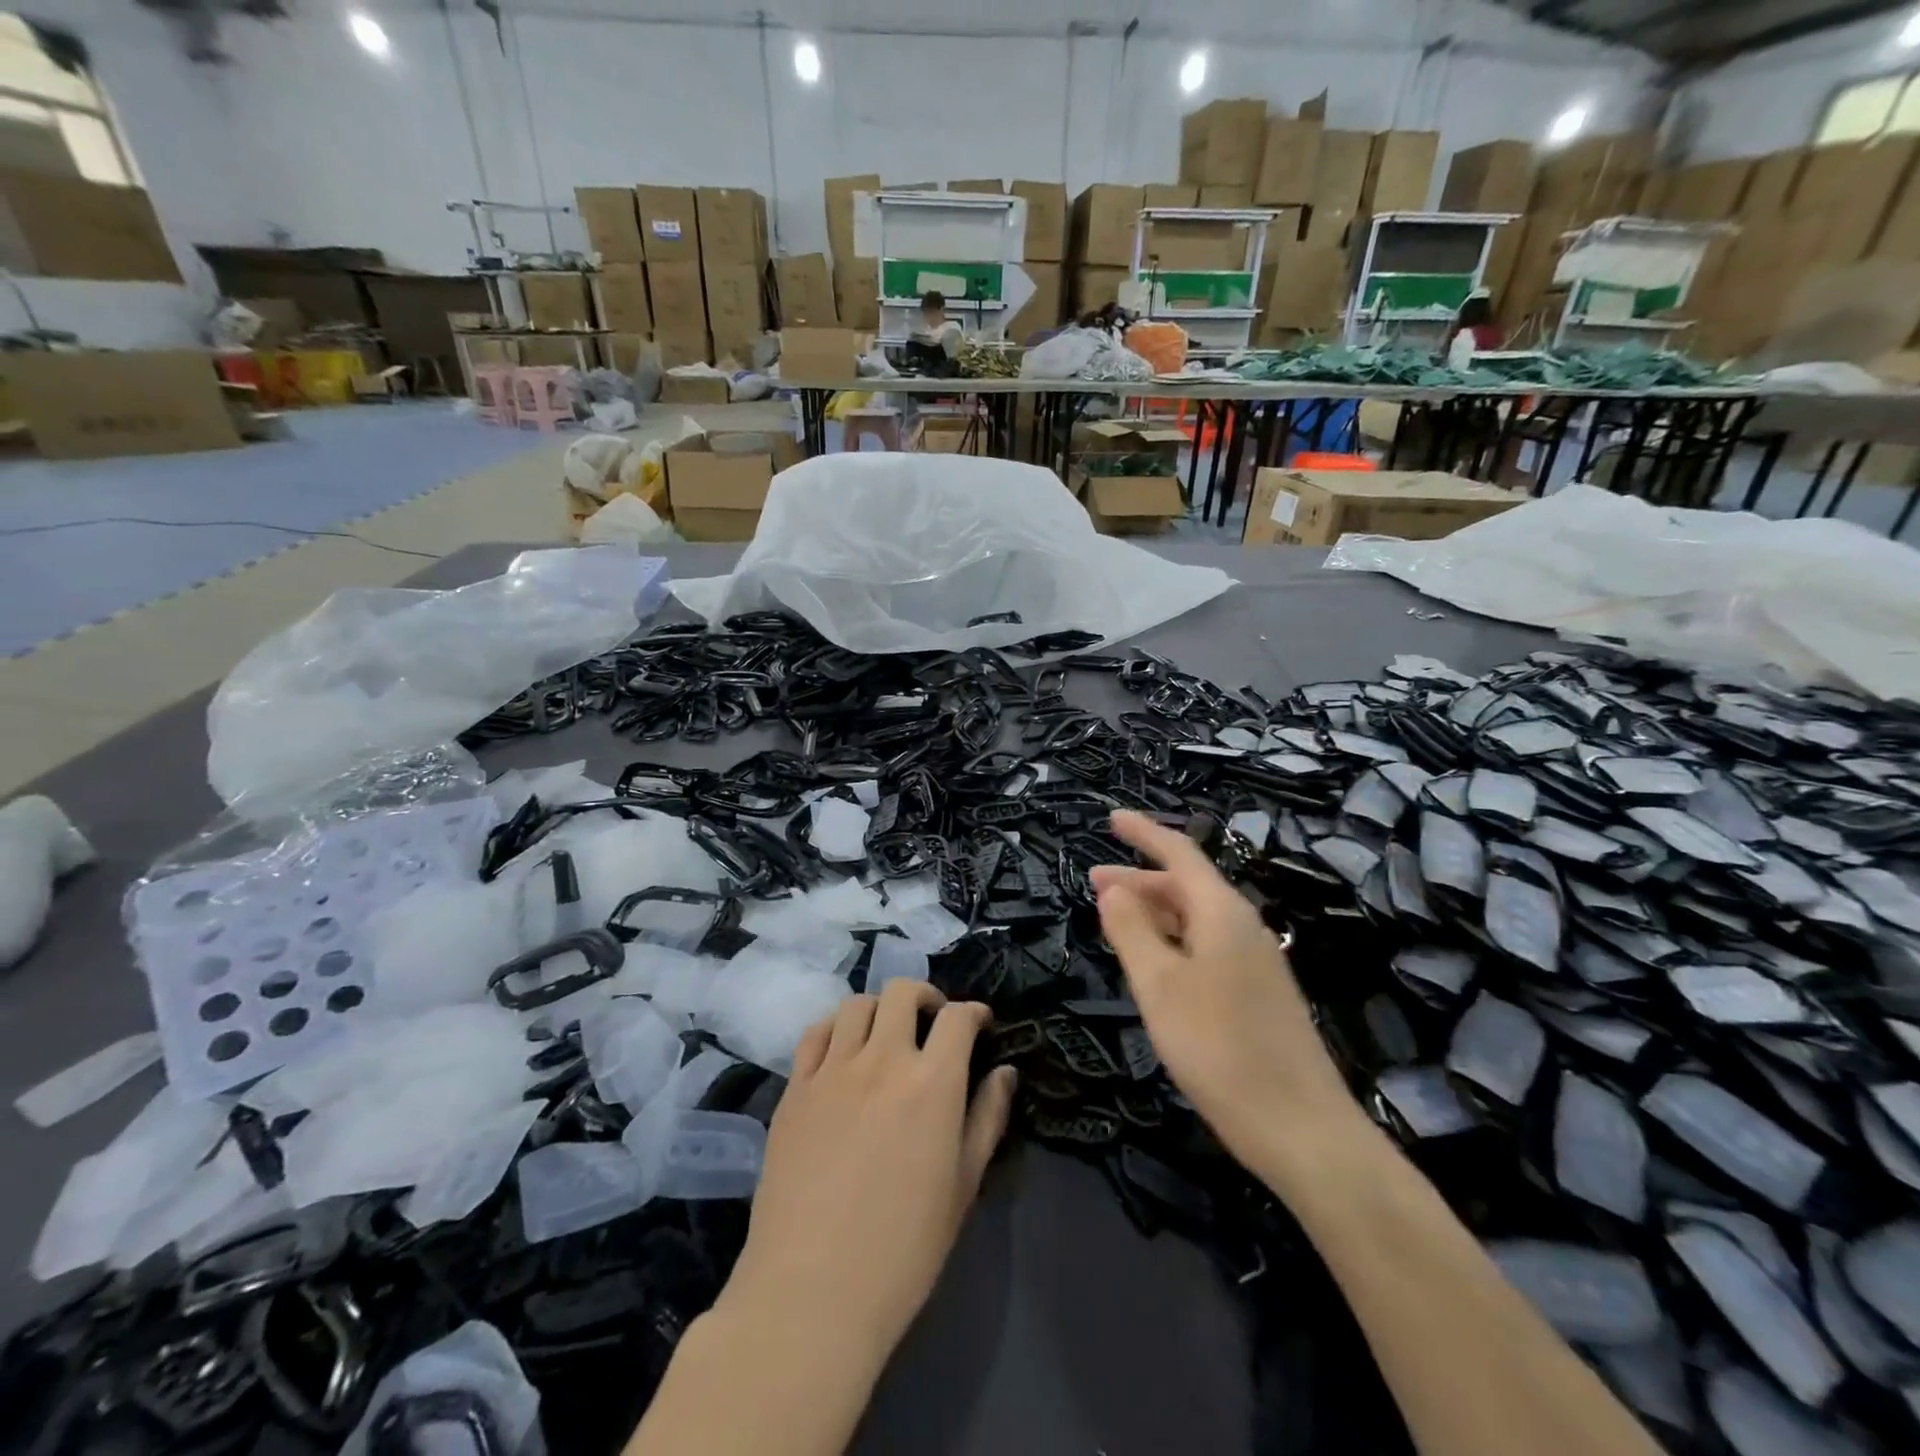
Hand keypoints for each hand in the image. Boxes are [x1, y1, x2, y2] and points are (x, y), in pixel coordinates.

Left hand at [718, 980, 1016, 1375]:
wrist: (812, 1293)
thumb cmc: (904, 1249)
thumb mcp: (963, 1186)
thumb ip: (987, 1118)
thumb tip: (1005, 1072)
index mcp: (932, 1083)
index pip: (958, 1017)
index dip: (974, 1012)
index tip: (980, 1024)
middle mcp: (882, 1060)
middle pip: (903, 992)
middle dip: (925, 997)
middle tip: (932, 1022)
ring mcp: (832, 1070)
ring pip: (857, 1004)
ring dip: (880, 1009)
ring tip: (885, 1036)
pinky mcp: (795, 1089)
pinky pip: (815, 1034)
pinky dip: (835, 1029)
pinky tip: (842, 1053)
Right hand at [1090, 810, 1362, 1179]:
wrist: (1303, 1129)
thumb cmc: (1220, 1048)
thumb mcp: (1160, 986)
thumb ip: (1131, 931)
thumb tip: (1112, 889)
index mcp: (1221, 912)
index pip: (1179, 853)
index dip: (1143, 833)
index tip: (1111, 818)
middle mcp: (1242, 927)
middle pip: (1186, 886)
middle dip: (1139, 879)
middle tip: (1093, 882)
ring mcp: (1254, 961)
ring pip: (1196, 919)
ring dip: (1154, 912)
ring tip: (1113, 920)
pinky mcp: (1257, 994)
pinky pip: (1206, 947)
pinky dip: (1172, 941)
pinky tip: (1153, 963)